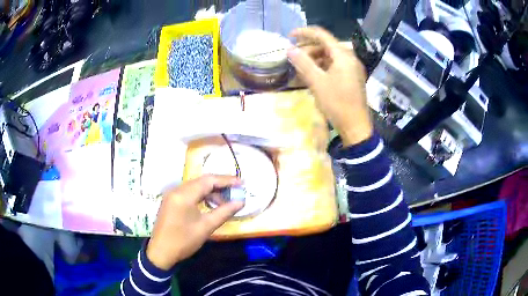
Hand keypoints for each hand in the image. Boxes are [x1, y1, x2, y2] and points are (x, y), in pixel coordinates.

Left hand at [146, 175, 243, 269]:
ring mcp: (172, 194)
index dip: (226, 180)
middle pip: (202, 181)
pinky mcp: (171, 200)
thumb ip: (224, 212)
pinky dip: (201, 195)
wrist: (161, 252)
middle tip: (236, 191)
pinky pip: (189, 192)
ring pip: (195, 186)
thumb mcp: (206, 227)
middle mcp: (176, 189)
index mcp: (184, 195)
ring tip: (225, 201)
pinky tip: (210, 203)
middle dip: (220, 185)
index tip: (241, 182)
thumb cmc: (183, 241)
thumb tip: (240, 202)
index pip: (208, 180)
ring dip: (211, 191)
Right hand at [287, 27, 372, 145]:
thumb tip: (289, 49)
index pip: (322, 35)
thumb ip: (303, 63)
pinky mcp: (352, 78)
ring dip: (314, 58)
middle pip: (326, 45)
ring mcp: (352, 68)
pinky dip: (322, 66)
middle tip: (293, 56)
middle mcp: (350, 58)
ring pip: (330, 56)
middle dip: (308, 48)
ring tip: (300, 66)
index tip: (289, 36)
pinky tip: (312, 74)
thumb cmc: (337, 103)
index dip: (304, 33)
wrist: (356, 126)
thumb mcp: (317, 82)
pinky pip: (335, 66)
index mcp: (343, 56)